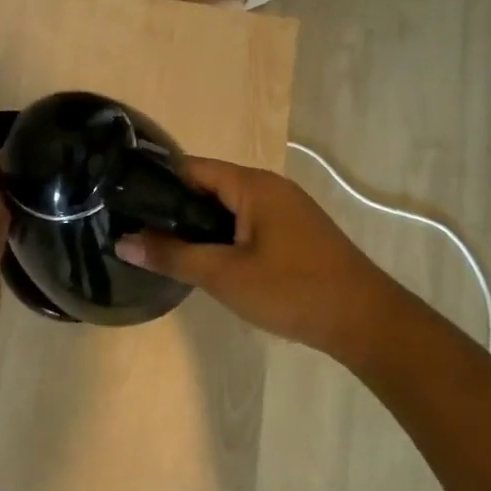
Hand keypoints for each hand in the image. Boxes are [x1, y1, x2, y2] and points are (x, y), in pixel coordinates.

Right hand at [115, 157, 388, 356]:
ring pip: (228, 208)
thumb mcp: (224, 275)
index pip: (191, 167)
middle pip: (209, 186)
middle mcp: (270, 187)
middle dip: (174, 207)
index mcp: (253, 185)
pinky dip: (223, 235)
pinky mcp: (295, 233)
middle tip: (138, 230)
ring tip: (164, 247)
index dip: (155, 181)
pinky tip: (208, 260)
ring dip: (199, 225)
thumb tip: (123, 242)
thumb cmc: (293, 290)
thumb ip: (172, 256)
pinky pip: (247, 223)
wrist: (367, 322)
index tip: (124, 202)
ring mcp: (286, 210)